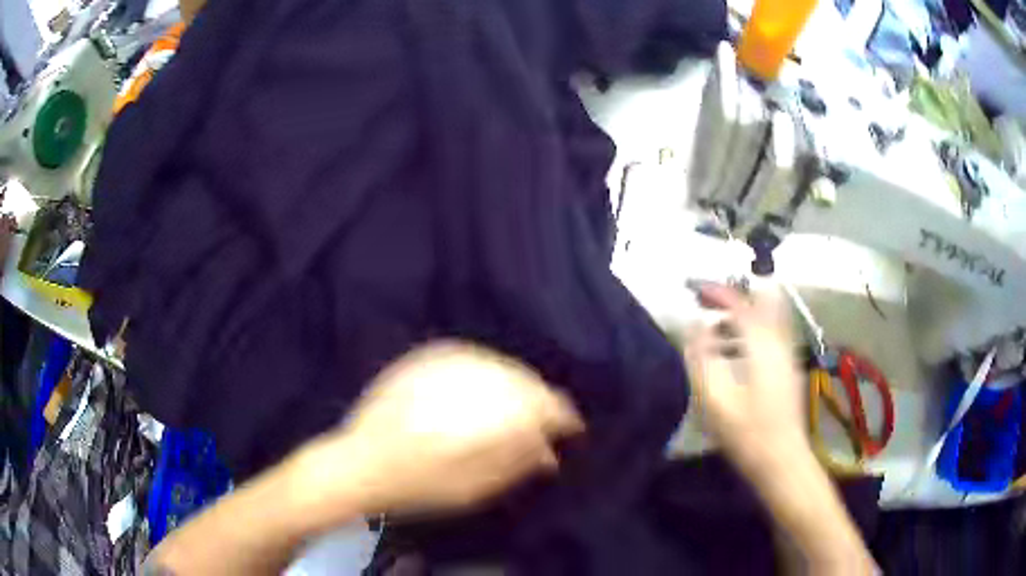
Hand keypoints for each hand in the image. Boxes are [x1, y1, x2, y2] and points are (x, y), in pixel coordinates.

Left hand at [293, 341, 584, 519]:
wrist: (359, 462)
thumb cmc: (420, 485)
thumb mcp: (476, 488)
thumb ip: (517, 463)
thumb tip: (549, 451)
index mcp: (489, 412)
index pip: (546, 404)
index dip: (563, 417)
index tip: (571, 430)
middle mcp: (472, 377)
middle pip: (525, 380)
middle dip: (539, 402)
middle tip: (542, 425)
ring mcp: (446, 362)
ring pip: (500, 365)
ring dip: (515, 385)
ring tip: (516, 408)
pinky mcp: (425, 357)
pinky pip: (471, 357)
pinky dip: (486, 373)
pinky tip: (483, 389)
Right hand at [684, 283, 807, 465]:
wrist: (782, 460)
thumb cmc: (746, 432)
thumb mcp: (715, 398)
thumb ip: (702, 356)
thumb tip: (694, 325)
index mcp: (762, 344)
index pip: (740, 304)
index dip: (717, 292)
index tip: (694, 290)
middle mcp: (780, 341)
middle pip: (762, 301)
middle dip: (735, 296)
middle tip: (710, 303)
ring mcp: (788, 355)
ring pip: (769, 317)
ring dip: (743, 314)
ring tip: (716, 329)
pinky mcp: (789, 368)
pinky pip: (772, 333)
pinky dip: (752, 330)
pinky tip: (735, 352)